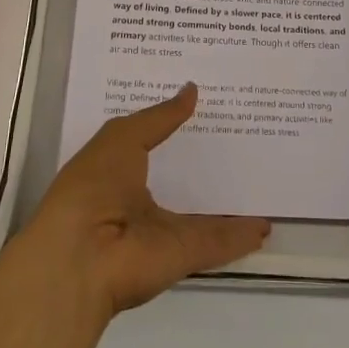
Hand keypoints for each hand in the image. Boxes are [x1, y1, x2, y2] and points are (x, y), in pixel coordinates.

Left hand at [19, 84, 269, 317]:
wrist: (81, 257)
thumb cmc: (93, 186)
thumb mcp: (122, 138)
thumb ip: (160, 117)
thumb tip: (192, 89)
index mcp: (119, 172)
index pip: (152, 143)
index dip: (174, 125)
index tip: (206, 103)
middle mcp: (141, 202)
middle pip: (181, 180)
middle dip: (207, 163)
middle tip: (245, 137)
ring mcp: (164, 231)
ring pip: (204, 214)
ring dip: (230, 203)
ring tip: (262, 179)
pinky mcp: (184, 255)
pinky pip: (219, 241)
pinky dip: (242, 236)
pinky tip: (267, 223)